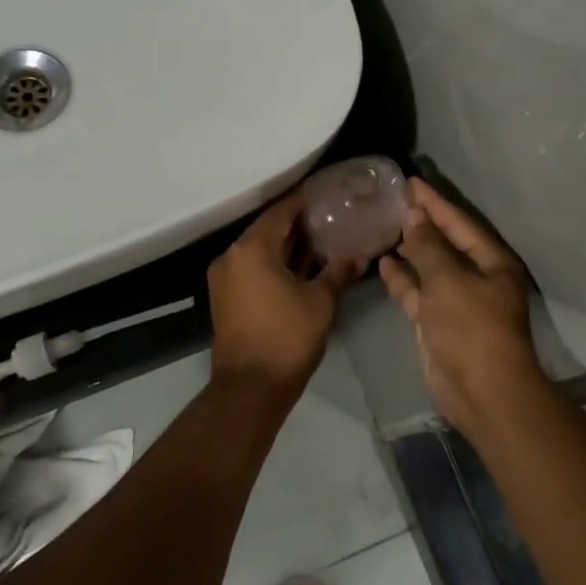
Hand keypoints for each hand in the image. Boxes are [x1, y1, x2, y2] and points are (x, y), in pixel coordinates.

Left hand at [208, 193, 357, 394]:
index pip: (280, 213)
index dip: (303, 203)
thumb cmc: (287, 337)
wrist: (250, 387)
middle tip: (328, 219)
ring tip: (319, 242)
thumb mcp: (320, 302)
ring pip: (258, 251)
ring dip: (285, 246)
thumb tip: (361, 255)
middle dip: (296, 225)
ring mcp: (224, 278)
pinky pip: (251, 269)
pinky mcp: (225, 297)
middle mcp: (231, 256)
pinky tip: (299, 268)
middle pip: (266, 230)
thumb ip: (338, 272)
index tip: (326, 197)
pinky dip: (272, 264)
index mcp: (251, 249)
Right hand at [379, 179, 545, 431]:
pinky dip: (402, 279)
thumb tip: (415, 217)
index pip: (460, 223)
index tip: (411, 182)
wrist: (481, 391)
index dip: (435, 202)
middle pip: (446, 243)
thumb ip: (428, 246)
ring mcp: (456, 302)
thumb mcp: (448, 280)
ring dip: (410, 250)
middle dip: (422, 223)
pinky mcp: (437, 323)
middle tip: (394, 200)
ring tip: (384, 226)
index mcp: (492, 263)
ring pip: (429, 268)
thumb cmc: (471, 327)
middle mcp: (477, 278)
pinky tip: (383, 261)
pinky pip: (418, 293)